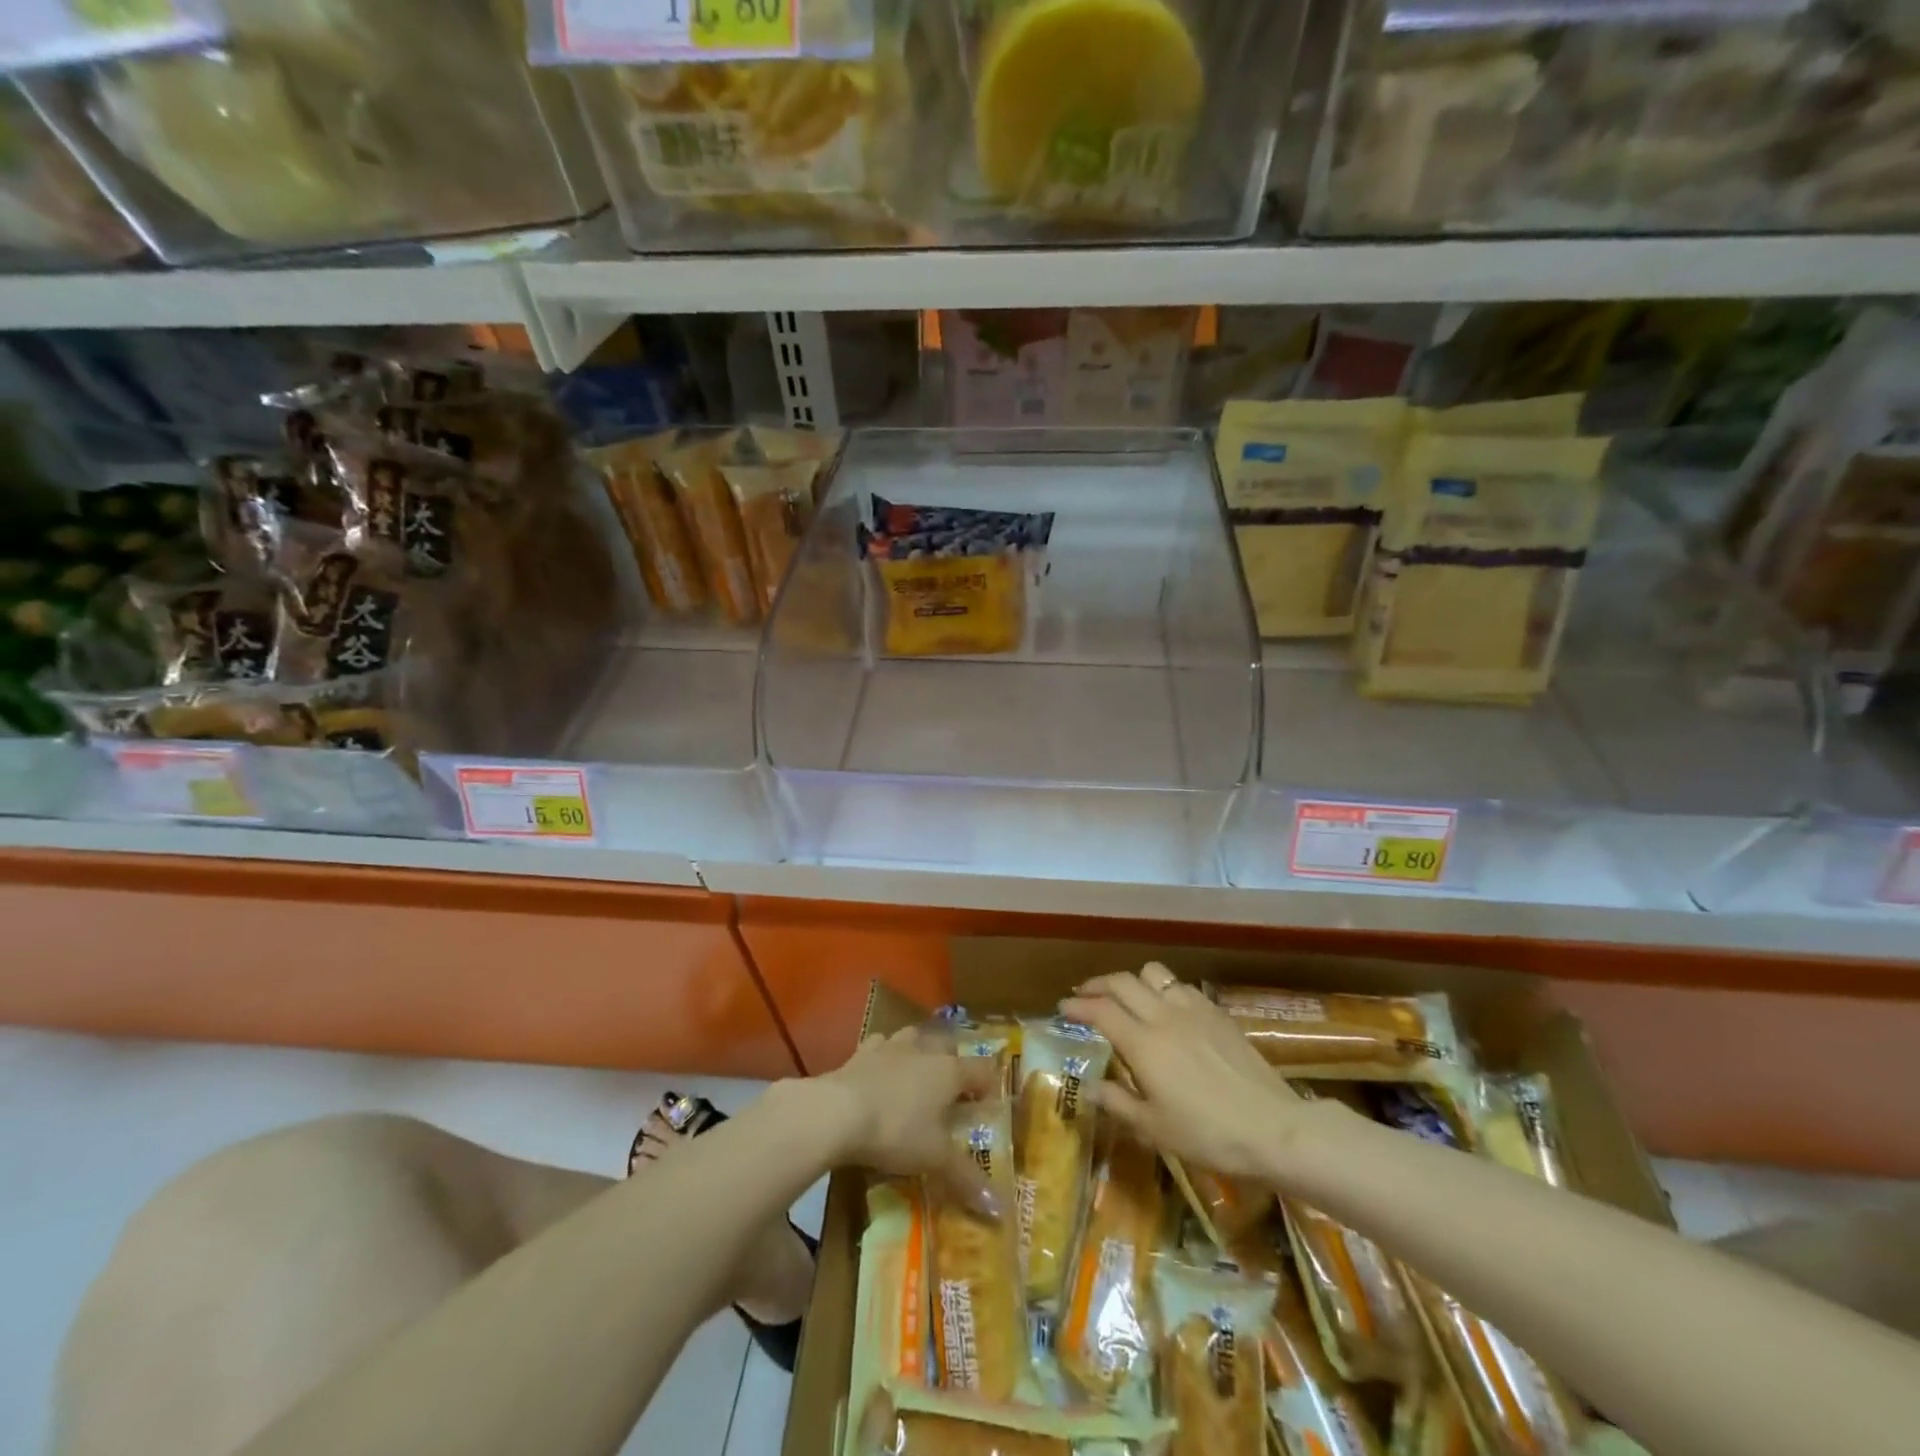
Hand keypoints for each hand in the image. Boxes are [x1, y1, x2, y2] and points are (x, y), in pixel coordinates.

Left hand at [806, 1027, 1001, 1210]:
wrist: (838, 1112)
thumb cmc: (896, 1131)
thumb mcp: (934, 1159)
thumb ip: (966, 1178)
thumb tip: (999, 1209)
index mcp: (949, 1071)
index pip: (982, 1069)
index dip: (989, 1085)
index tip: (989, 1104)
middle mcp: (924, 1051)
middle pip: (948, 1046)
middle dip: (954, 1063)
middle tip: (953, 1091)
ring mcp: (891, 1047)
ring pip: (914, 1037)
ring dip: (920, 1051)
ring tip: (919, 1073)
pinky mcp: (861, 1052)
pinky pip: (880, 1045)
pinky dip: (885, 1055)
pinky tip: (880, 1071)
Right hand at [1061, 963, 1318, 1181]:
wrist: (1274, 1129)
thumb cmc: (1208, 1135)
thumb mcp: (1154, 1129)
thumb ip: (1118, 1103)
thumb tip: (1089, 1088)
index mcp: (1143, 1043)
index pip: (1100, 1010)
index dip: (1077, 1005)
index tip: (1062, 1008)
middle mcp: (1163, 1015)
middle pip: (1122, 981)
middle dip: (1098, 984)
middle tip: (1085, 996)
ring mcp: (1193, 1009)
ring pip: (1153, 973)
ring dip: (1132, 980)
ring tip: (1127, 998)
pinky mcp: (1216, 1012)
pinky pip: (1180, 985)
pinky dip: (1163, 988)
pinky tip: (1167, 1009)